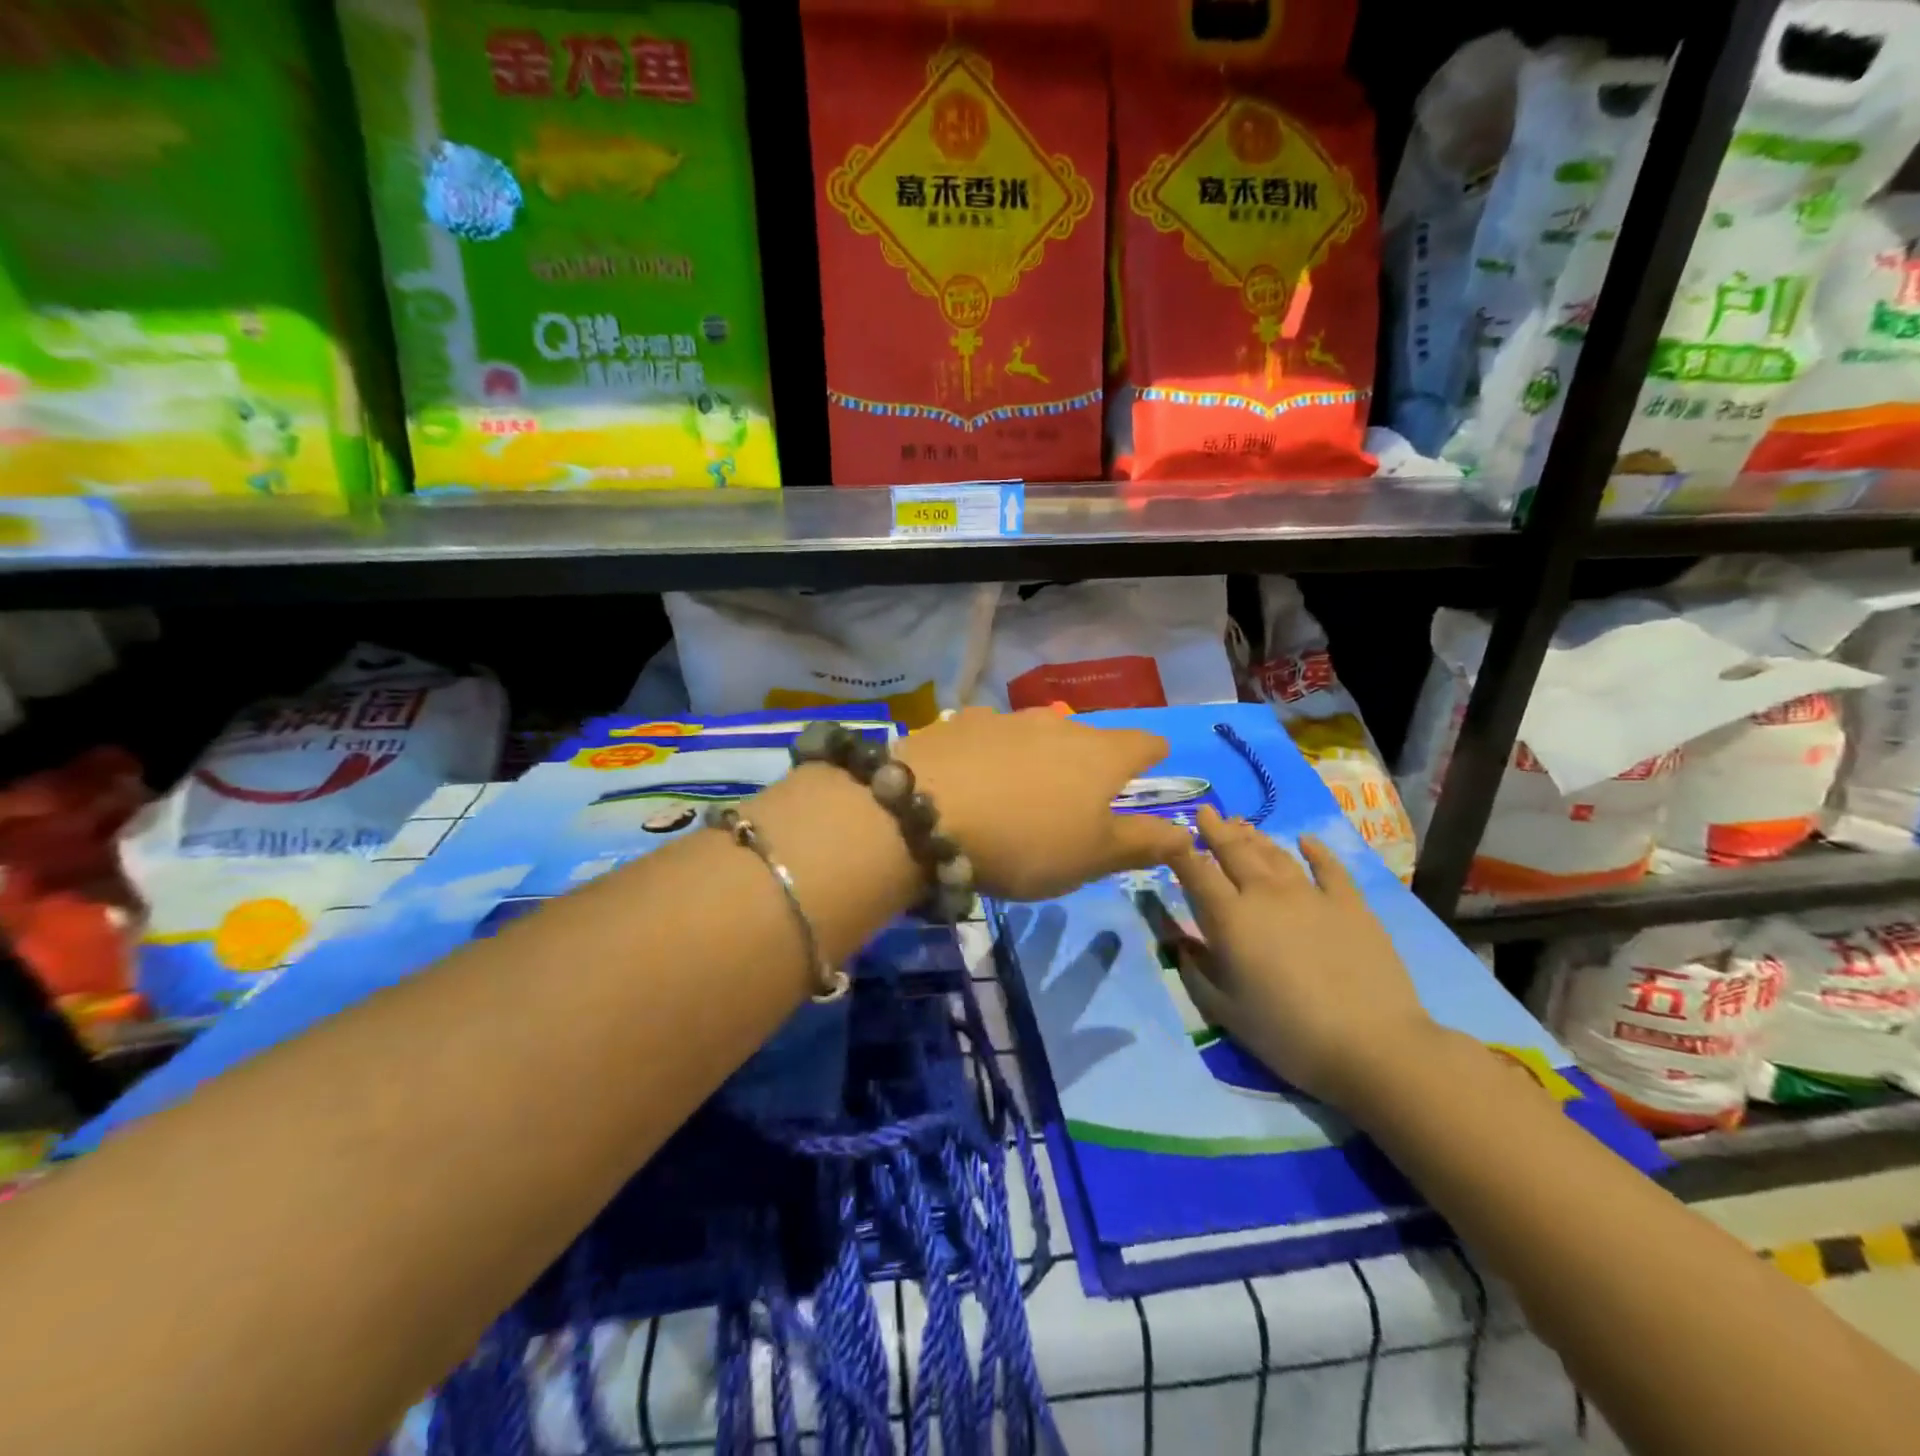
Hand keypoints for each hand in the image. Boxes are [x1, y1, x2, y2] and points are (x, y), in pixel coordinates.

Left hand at [895, 707, 1190, 899]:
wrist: (924, 814)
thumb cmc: (1025, 842)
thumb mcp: (1091, 857)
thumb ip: (1142, 843)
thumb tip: (1189, 833)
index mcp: (1100, 755)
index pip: (1143, 742)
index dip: (1153, 752)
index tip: (1154, 760)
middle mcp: (1056, 724)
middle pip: (1088, 734)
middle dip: (1092, 756)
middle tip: (1083, 787)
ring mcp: (1005, 718)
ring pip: (1037, 730)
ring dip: (1041, 751)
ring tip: (1028, 780)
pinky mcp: (959, 723)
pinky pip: (990, 734)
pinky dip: (994, 751)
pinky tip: (977, 772)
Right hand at [1169, 807, 1437, 1109]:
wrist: (1373, 1045)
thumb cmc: (1288, 1034)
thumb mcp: (1224, 1010)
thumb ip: (1196, 970)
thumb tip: (1179, 943)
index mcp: (1231, 918)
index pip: (1196, 872)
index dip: (1180, 849)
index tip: (1170, 833)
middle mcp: (1266, 894)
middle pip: (1234, 851)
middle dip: (1215, 829)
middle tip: (1205, 811)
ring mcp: (1311, 895)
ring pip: (1275, 854)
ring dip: (1254, 836)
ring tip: (1241, 823)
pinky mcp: (1351, 904)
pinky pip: (1329, 867)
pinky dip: (1315, 851)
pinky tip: (1306, 840)